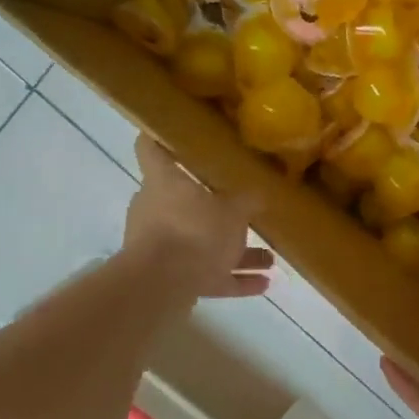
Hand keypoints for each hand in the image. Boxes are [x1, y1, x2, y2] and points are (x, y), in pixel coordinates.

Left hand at [124, 136, 272, 299]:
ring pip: (200, 242)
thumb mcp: (234, 212)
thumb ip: (248, 202)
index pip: (151, 148)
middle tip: (240, 204)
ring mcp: (160, 246)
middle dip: (214, 207)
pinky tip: (263, 284)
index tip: (172, 132)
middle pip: (182, 200)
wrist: (162, 286)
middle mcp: (155, 209)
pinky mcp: (169, 278)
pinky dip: (231, 278)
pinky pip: (205, 274)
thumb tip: (260, 192)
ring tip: (268, 257)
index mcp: (163, 182)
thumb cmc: (195, 231)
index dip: (159, 137)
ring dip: (232, 250)